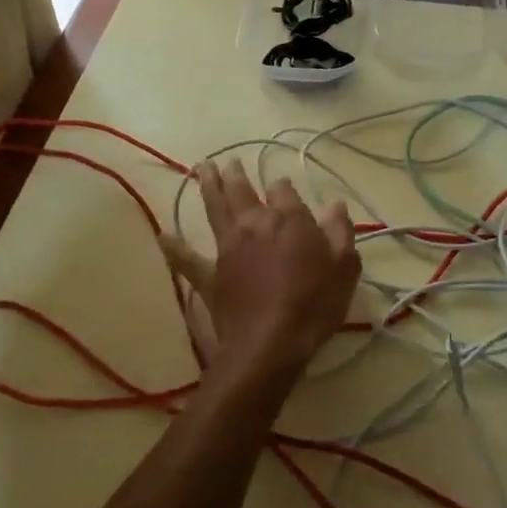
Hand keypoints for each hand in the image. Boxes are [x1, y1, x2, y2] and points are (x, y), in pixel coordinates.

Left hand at [160, 160, 359, 389]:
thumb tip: (334, 204)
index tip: (284, 189)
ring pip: (215, 210)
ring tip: (201, 168)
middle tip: (229, 161)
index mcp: (288, 219)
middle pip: (242, 191)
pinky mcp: (211, 276)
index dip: (283, 188)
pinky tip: (162, 237)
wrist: (270, 345)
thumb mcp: (344, 267)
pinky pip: (188, 260)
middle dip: (236, 174)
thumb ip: (339, 231)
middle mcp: (254, 224)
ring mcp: (228, 248)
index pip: (283, 190)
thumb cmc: (314, 304)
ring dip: (208, 187)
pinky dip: (175, 248)